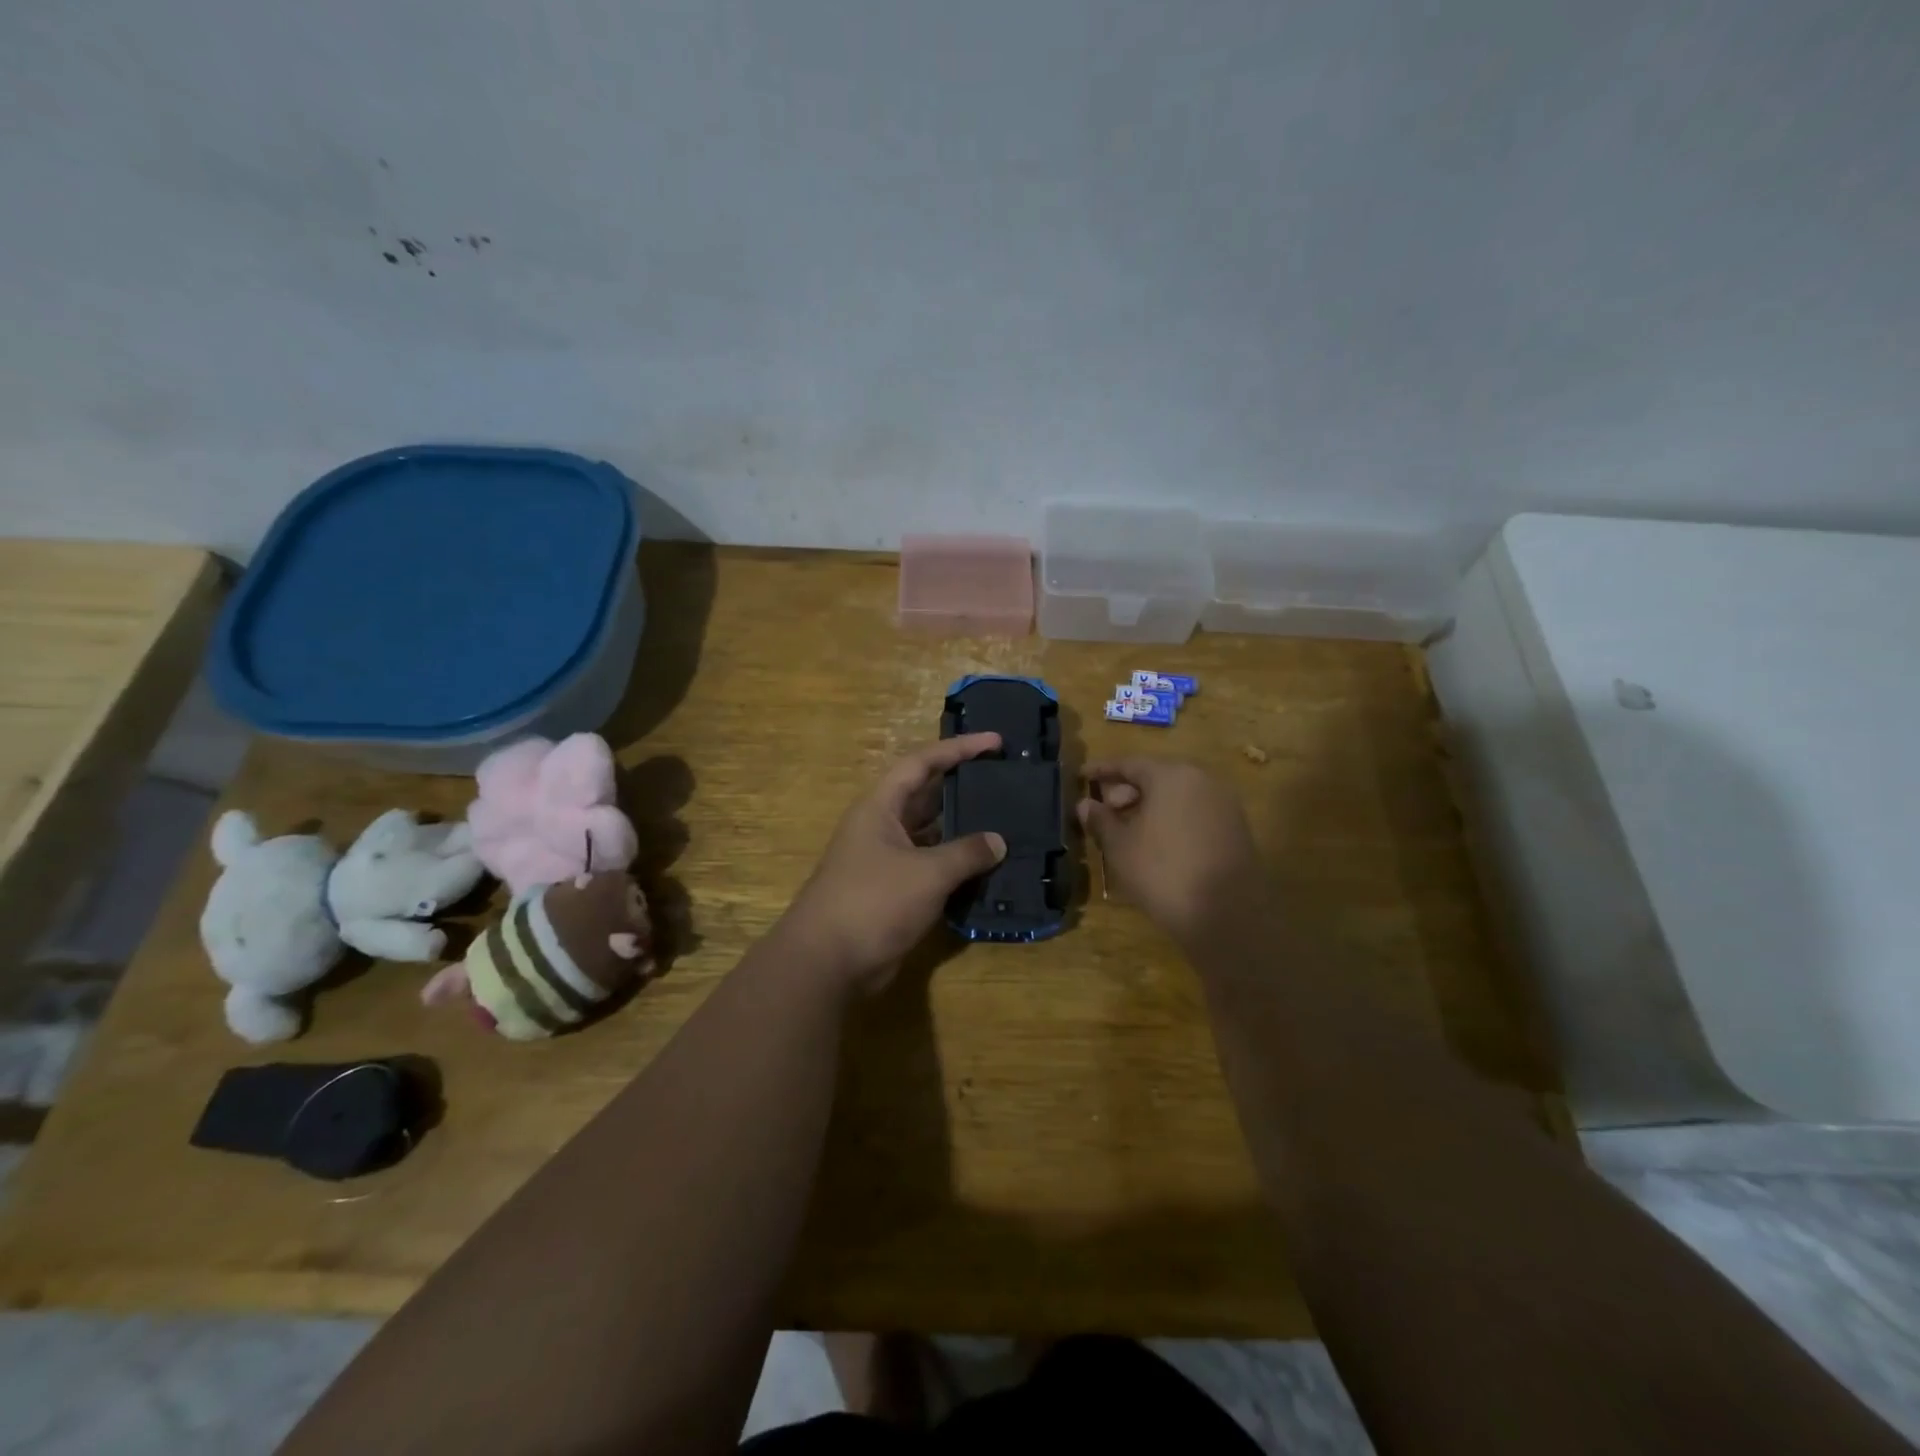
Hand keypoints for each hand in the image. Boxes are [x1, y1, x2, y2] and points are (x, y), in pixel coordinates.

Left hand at [780, 734, 1007, 994]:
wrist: (828, 963)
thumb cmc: (874, 902)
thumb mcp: (927, 873)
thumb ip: (966, 853)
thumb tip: (998, 841)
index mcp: (880, 807)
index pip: (921, 763)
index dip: (958, 749)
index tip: (995, 742)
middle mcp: (882, 827)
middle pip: (926, 796)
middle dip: (963, 786)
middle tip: (1004, 779)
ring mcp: (887, 861)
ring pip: (931, 834)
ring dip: (963, 830)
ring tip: (1005, 821)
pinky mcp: (894, 892)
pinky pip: (932, 867)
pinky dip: (957, 866)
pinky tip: (988, 867)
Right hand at [1077, 758, 1265, 946]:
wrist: (1227, 915)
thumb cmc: (1163, 872)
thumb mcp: (1120, 847)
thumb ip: (1101, 820)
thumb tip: (1086, 804)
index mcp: (1171, 775)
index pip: (1129, 763)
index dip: (1102, 770)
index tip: (1082, 776)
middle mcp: (1201, 780)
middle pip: (1156, 776)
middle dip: (1127, 791)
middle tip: (1106, 812)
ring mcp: (1223, 804)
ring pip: (1177, 795)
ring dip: (1149, 807)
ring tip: (1128, 831)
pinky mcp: (1235, 829)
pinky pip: (1194, 812)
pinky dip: (1172, 819)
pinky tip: (1157, 844)